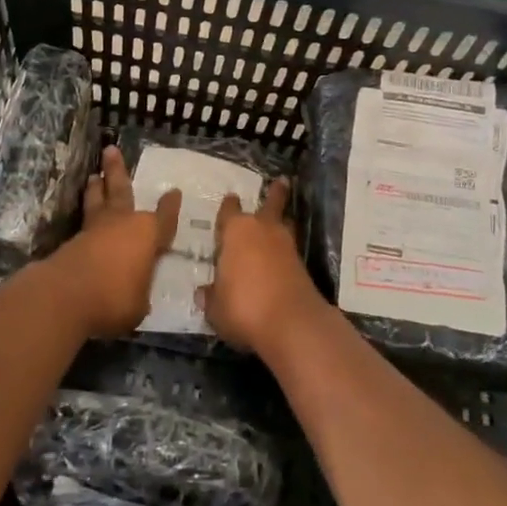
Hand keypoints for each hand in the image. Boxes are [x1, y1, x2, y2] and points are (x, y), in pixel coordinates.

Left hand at [39, 146, 179, 337]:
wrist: (66, 296)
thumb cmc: (114, 299)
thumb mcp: (140, 304)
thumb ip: (140, 291)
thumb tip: (135, 289)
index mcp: (147, 234)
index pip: (165, 218)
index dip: (170, 207)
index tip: (174, 192)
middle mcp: (122, 223)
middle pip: (122, 190)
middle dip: (117, 170)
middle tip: (111, 150)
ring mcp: (94, 230)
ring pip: (98, 201)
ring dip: (97, 188)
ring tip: (95, 175)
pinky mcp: (72, 241)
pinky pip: (84, 222)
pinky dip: (86, 214)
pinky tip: (86, 217)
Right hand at [199, 179, 327, 354]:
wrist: (291, 323)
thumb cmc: (243, 307)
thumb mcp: (215, 307)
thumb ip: (210, 296)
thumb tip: (204, 292)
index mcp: (235, 231)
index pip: (229, 210)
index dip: (228, 206)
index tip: (230, 199)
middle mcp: (262, 230)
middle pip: (270, 204)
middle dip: (275, 193)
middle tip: (281, 182)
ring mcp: (286, 245)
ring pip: (285, 223)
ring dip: (284, 219)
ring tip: (284, 217)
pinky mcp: (302, 265)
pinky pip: (291, 248)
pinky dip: (286, 249)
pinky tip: (282, 255)